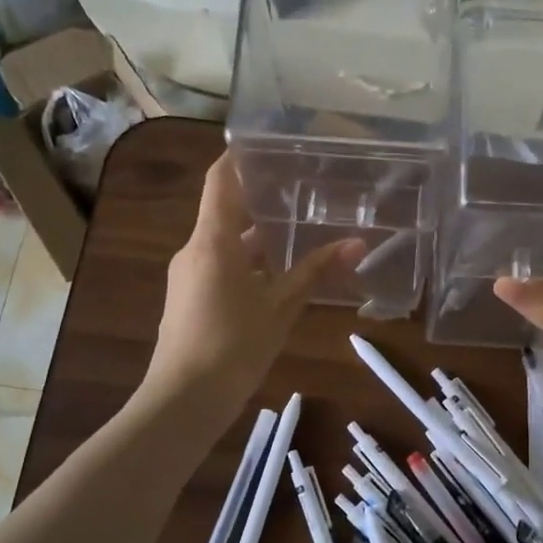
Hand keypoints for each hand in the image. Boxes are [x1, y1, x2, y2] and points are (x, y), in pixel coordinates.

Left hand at [143, 154, 362, 411]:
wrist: (184, 399)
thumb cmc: (234, 345)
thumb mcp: (281, 307)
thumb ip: (316, 271)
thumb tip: (358, 244)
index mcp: (213, 240)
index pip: (220, 180)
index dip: (239, 157)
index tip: (269, 143)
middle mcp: (194, 249)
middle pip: (225, 211)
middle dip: (260, 200)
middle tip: (301, 188)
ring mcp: (187, 275)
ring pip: (224, 242)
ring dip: (256, 236)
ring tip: (297, 229)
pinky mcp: (188, 298)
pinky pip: (218, 266)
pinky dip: (246, 262)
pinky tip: (275, 274)